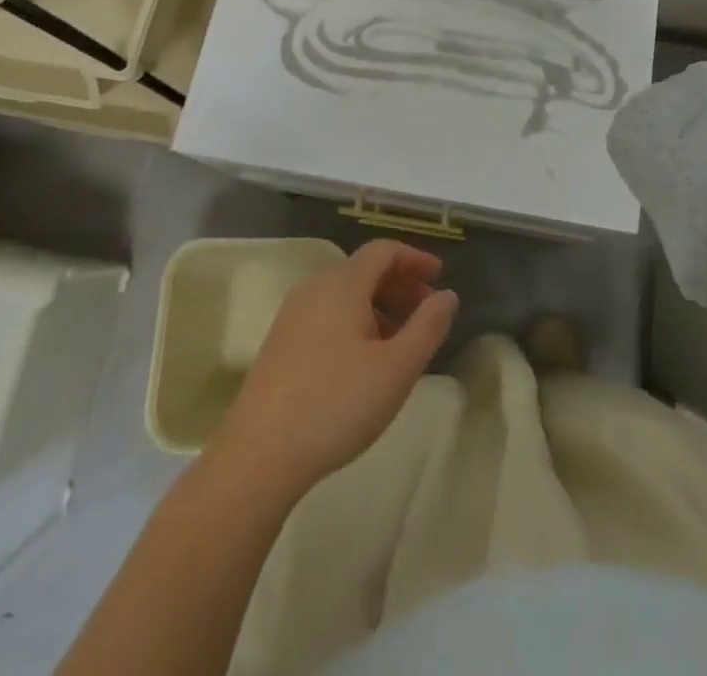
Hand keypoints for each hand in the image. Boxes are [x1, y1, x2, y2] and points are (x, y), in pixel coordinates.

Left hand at [218, 241, 458, 492]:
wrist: (258, 456)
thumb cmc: (336, 404)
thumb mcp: (397, 368)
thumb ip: (428, 326)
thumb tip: (448, 295)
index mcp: (342, 284)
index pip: (384, 251)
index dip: (415, 259)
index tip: (441, 278)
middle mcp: (315, 287)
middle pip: (364, 270)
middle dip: (400, 284)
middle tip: (427, 312)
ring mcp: (292, 315)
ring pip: (345, 294)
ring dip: (379, 306)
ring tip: (401, 342)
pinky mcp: (280, 343)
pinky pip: (327, 314)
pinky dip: (355, 321)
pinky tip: (365, 361)